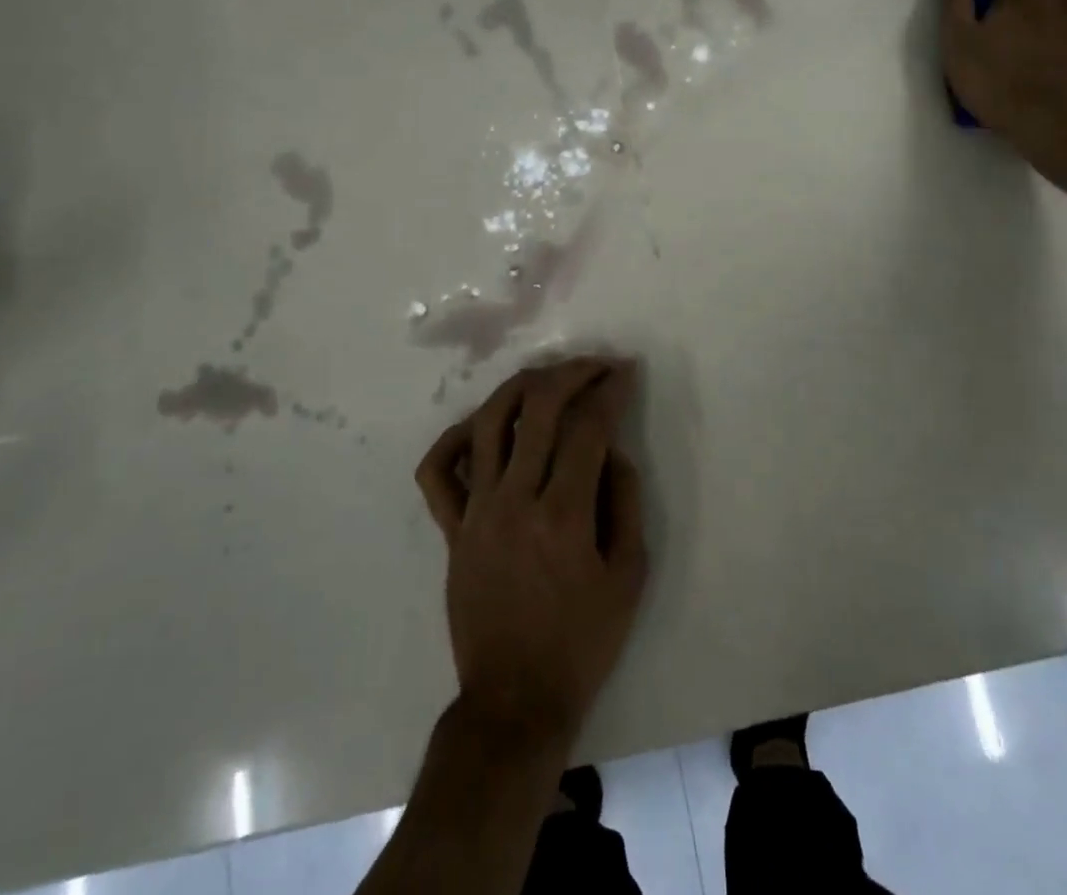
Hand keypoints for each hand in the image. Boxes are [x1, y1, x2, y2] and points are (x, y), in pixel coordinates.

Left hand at [415, 357, 647, 753]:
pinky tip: (483, 425)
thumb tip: (613, 449)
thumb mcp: (628, 577)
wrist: (514, 700)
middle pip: (539, 409)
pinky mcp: (451, 528)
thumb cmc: (581, 642)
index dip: (610, 391)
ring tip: (546, 377)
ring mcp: (476, 511)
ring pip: (489, 422)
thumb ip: (626, 502)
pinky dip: (455, 436)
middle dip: (572, 373)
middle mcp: (515, 501)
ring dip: (520, 386)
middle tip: (595, 365)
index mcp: (564, 516)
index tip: (625, 372)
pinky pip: (438, 470)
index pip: (588, 428)